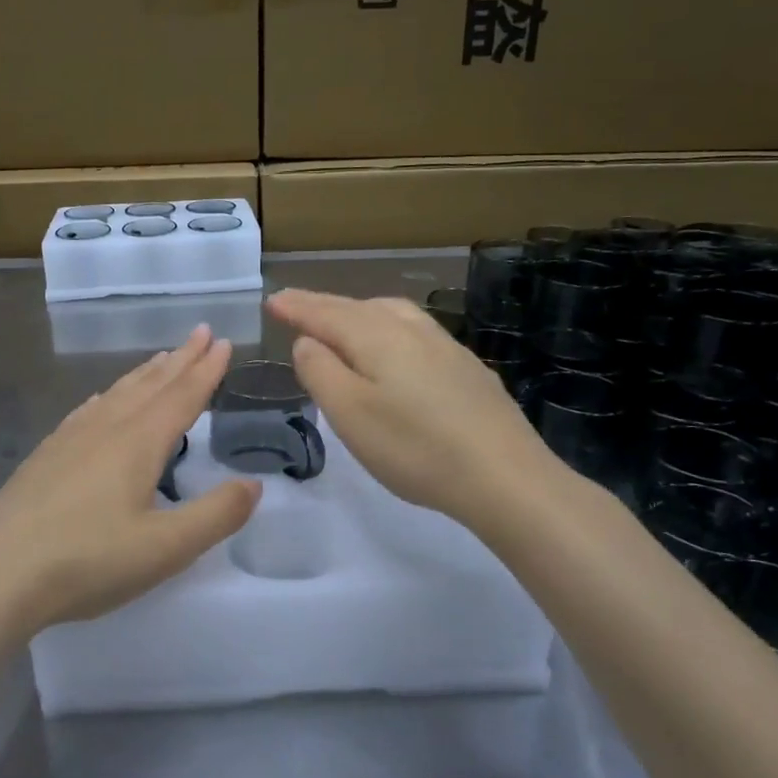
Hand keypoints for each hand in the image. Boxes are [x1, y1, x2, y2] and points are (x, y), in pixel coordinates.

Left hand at [0, 326, 260, 636]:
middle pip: (151, 385)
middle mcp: (105, 428)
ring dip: (146, 373)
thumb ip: (216, 515)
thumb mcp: (165, 548)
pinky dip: (109, 395)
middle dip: (181, 359)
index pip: (182, 396)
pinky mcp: (46, 455)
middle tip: (201, 332)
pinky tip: (102, 400)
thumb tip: (253, 484)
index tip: (224, 342)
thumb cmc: (87, 561)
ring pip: (117, 393)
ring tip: (163, 358)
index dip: (207, 370)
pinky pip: (88, 409)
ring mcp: (70, 439)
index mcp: (138, 443)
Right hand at [269, 289, 568, 526]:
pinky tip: (395, 349)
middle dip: (323, 306)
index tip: (273, 301)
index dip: (296, 307)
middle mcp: (411, 329)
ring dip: (358, 312)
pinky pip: (413, 331)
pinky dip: (387, 329)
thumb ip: (320, 371)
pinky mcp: (466, 368)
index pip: (325, 313)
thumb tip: (308, 342)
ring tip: (341, 320)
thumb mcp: (350, 413)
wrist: (505, 476)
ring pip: (391, 314)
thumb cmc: (415, 447)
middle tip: (296, 308)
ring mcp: (445, 346)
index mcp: (377, 335)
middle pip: (358, 307)